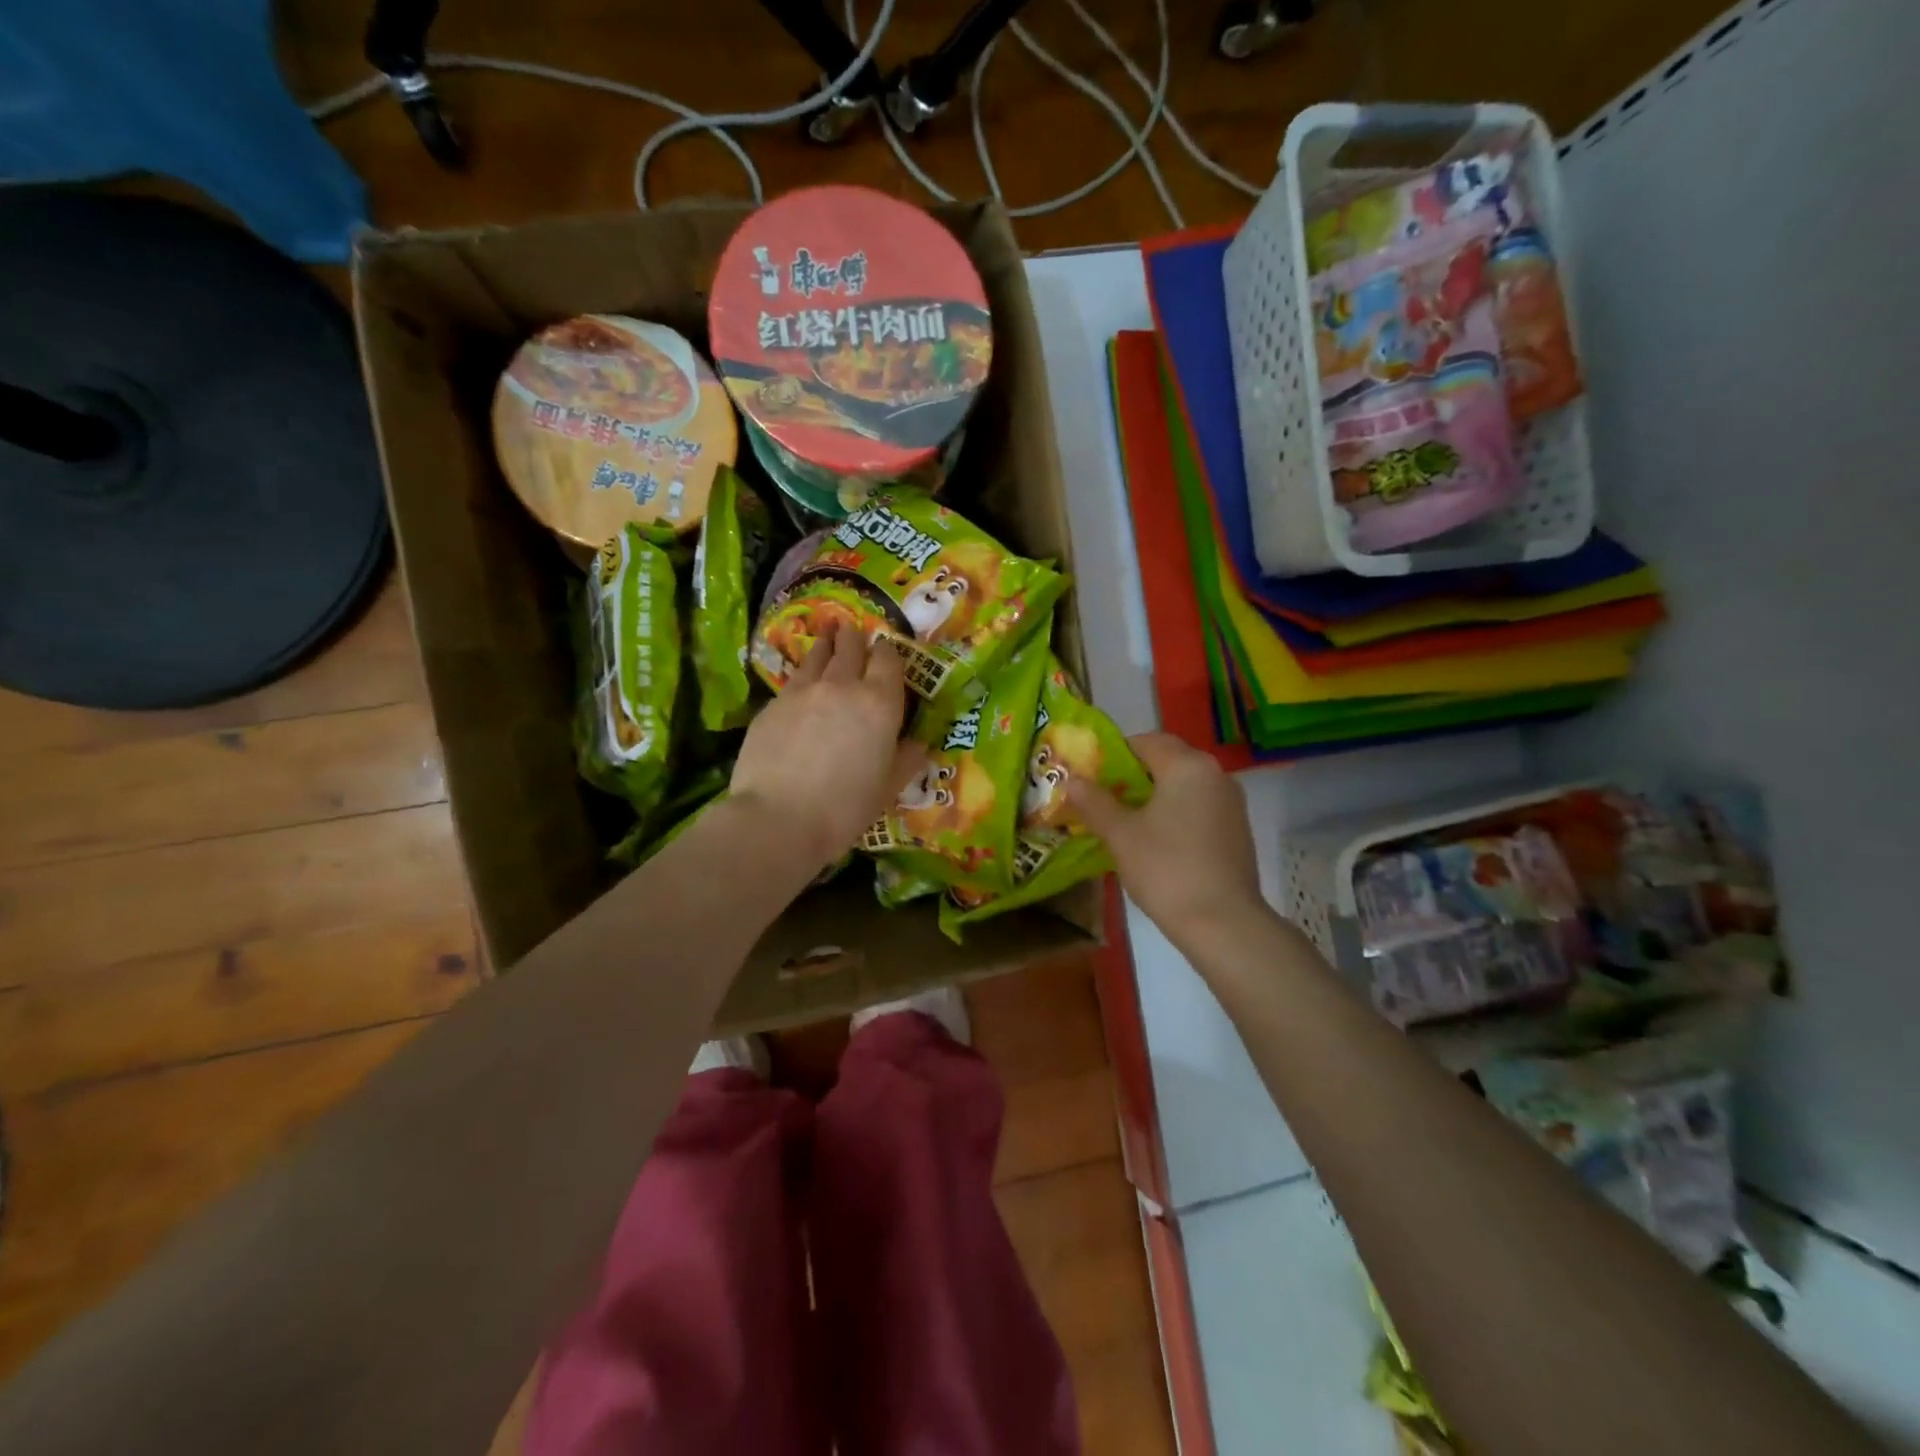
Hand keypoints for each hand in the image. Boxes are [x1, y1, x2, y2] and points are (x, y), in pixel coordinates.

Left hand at [731, 622, 925, 872]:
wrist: (779, 817)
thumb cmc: (845, 807)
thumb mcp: (888, 788)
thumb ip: (906, 759)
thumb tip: (918, 743)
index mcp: (879, 702)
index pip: (888, 659)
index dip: (888, 652)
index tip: (886, 651)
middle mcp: (843, 685)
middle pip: (851, 647)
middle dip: (855, 638)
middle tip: (854, 633)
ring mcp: (804, 690)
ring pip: (818, 655)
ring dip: (827, 645)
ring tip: (828, 637)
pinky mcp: (773, 703)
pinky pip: (794, 678)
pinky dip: (804, 674)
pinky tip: (802, 682)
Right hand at [1068, 732, 1264, 944]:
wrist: (1223, 924)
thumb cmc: (1166, 869)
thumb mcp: (1121, 834)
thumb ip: (1094, 802)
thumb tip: (1072, 780)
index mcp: (1187, 766)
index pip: (1145, 741)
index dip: (1113, 754)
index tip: (1090, 776)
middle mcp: (1215, 774)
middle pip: (1166, 760)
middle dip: (1132, 775)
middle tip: (1102, 798)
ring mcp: (1230, 803)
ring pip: (1183, 785)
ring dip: (1154, 795)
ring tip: (1124, 820)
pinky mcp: (1236, 829)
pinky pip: (1198, 807)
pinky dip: (1174, 813)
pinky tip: (1156, 841)